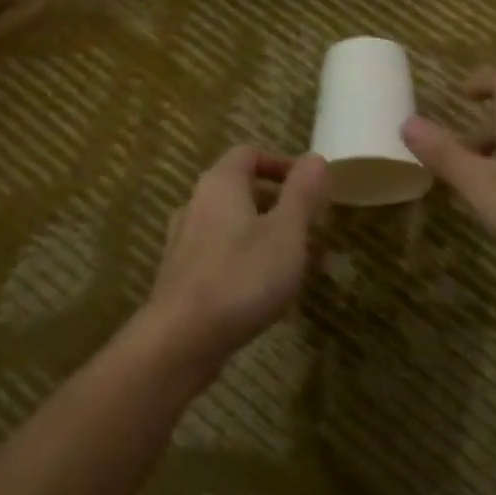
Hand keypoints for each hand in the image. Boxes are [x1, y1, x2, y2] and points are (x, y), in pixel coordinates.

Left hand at [148, 145, 328, 362]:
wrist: (180, 340)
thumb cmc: (242, 277)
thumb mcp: (287, 231)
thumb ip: (302, 192)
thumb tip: (315, 157)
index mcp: (220, 184)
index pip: (249, 154)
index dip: (282, 163)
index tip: (310, 187)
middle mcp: (197, 205)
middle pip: (242, 190)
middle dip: (281, 205)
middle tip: (312, 227)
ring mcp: (184, 242)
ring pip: (234, 226)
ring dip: (269, 236)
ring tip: (301, 263)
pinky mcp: (182, 277)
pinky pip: (222, 256)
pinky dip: (249, 261)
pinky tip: (270, 292)